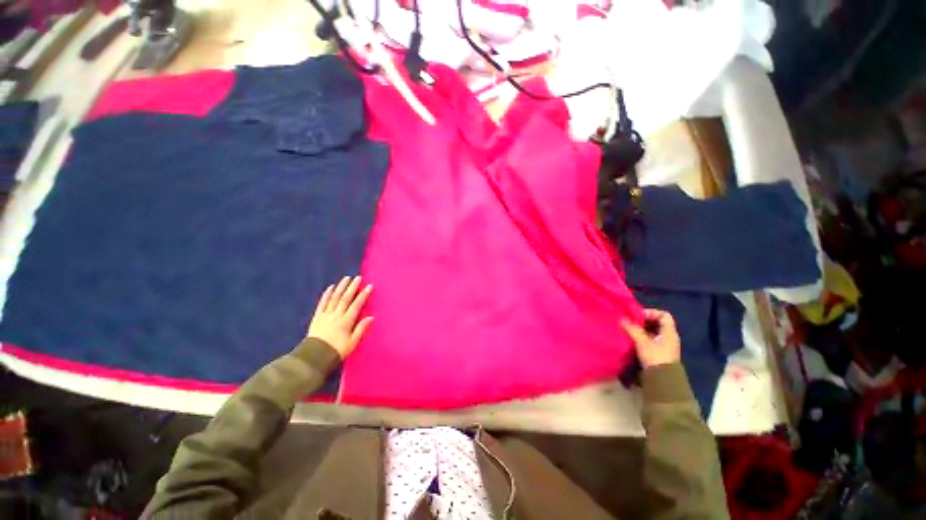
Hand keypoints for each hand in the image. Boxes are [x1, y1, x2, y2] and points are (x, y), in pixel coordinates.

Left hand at [307, 276, 373, 358]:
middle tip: (358, 277)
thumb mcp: (352, 343)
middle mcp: (336, 315)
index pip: (356, 305)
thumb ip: (361, 329)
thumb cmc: (336, 351)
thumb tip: (371, 317)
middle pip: (345, 298)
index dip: (363, 295)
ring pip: (334, 298)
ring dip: (341, 287)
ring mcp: (326, 315)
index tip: (369, 286)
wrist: (314, 357)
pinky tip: (331, 287)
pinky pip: (322, 303)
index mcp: (346, 322)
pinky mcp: (317, 317)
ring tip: (346, 278)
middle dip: (352, 287)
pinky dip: (327, 294)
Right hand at [621, 309, 680, 367]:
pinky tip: (632, 338)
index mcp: (669, 332)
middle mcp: (669, 337)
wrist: (661, 380)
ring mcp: (664, 345)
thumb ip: (632, 329)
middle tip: (631, 321)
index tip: (639, 316)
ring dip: (641, 329)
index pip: (664, 315)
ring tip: (629, 329)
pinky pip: (650, 339)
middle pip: (657, 323)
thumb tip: (621, 318)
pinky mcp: (658, 352)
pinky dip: (641, 336)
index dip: (652, 313)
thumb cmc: (655, 357)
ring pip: (652, 331)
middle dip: (643, 321)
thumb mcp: (642, 341)